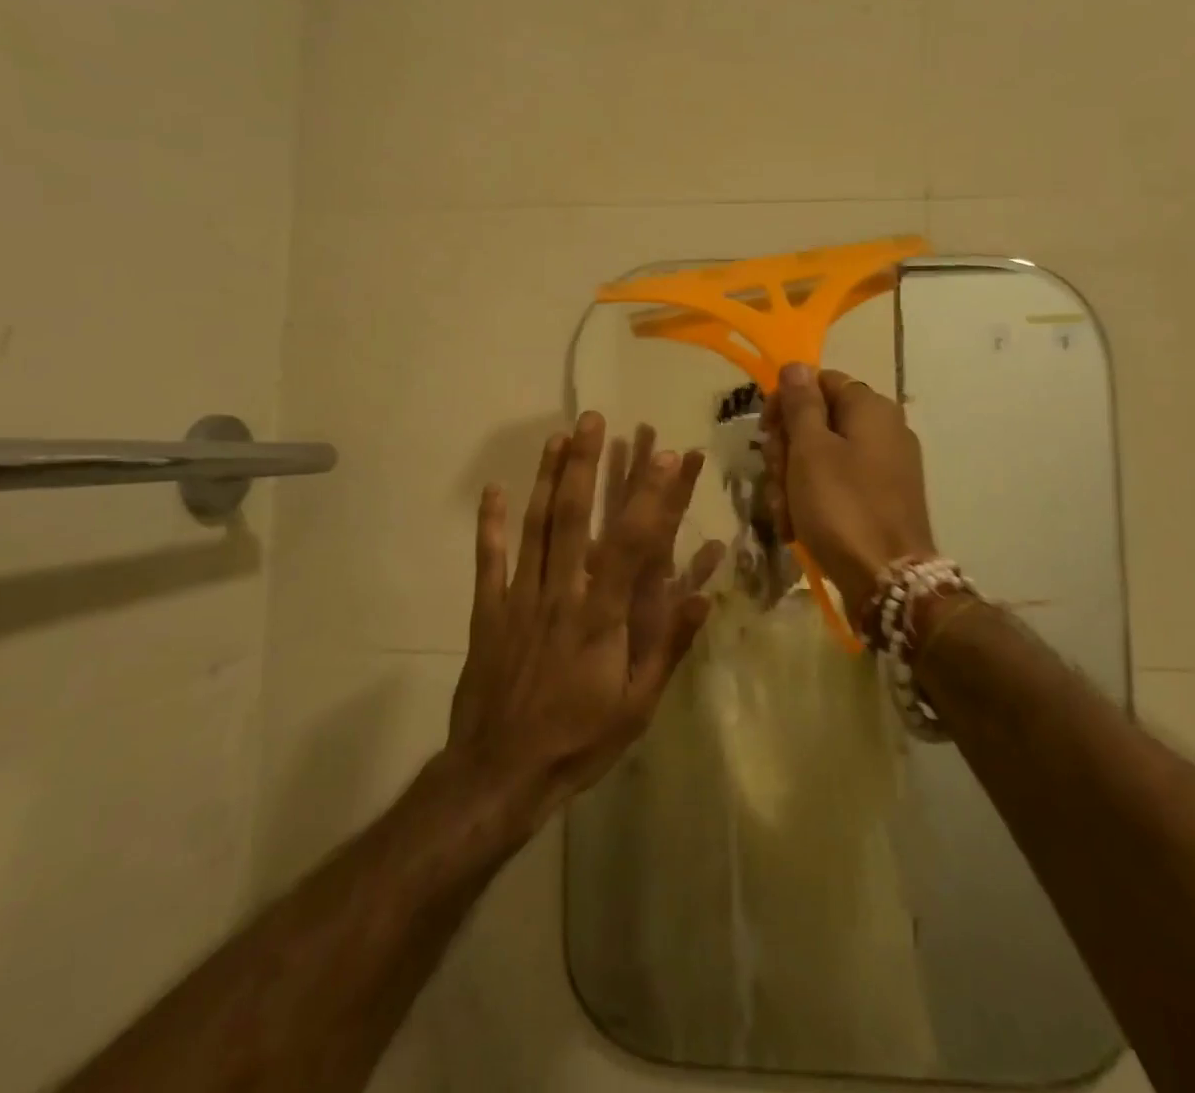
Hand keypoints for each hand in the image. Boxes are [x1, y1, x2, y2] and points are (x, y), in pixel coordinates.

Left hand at [445, 412, 722, 832]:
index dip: (651, 496)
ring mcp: (520, 597)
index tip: (666, 454)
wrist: (500, 774)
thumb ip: (668, 646)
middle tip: (592, 419)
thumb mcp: (638, 705)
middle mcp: (562, 592)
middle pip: (575, 517)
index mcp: (602, 615)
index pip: (632, 543)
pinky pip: (489, 560)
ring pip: (535, 526)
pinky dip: (491, 524)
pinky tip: (494, 490)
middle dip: (586, 464)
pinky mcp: (488, 611)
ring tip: (556, 437)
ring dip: (547, 479)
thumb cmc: (579, 740)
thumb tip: (706, 595)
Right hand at [762, 364, 935, 620]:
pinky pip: (839, 484)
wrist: (887, 579)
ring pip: (822, 457)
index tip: (766, 433)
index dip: (786, 403)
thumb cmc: (842, 506)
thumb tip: (796, 365)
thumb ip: (801, 403)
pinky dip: (815, 500)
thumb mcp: (810, 450)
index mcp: (870, 407)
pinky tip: (797, 526)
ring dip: (793, 481)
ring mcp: (886, 465)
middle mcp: (884, 429)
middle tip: (775, 478)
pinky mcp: (882, 497)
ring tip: (784, 513)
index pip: (819, 382)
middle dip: (787, 450)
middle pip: (819, 421)